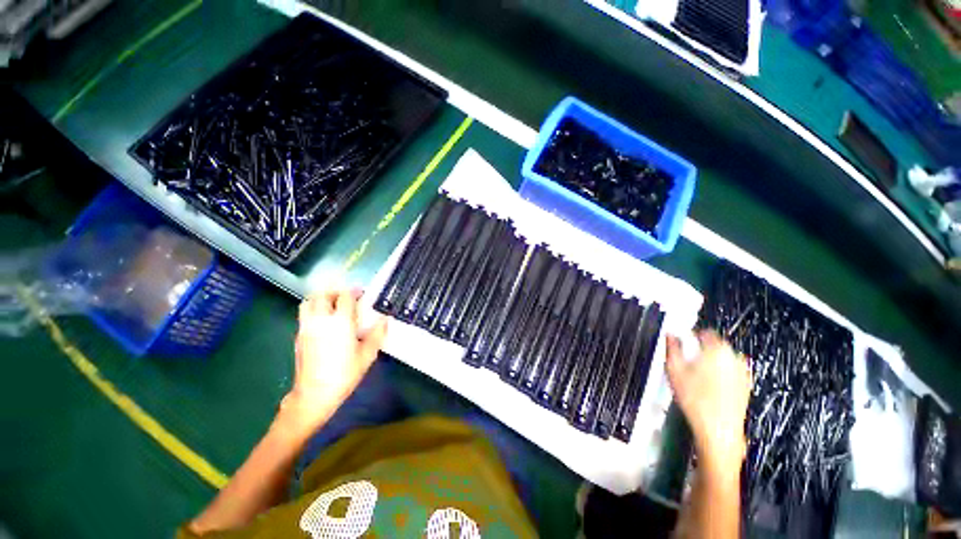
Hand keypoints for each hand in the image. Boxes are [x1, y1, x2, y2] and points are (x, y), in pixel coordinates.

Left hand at [282, 287, 387, 431]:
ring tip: (331, 306)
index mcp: (341, 322)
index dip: (354, 291)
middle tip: (346, 297)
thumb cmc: (344, 374)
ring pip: (309, 302)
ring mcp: (306, 327)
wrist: (314, 394)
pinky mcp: (298, 336)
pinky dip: (313, 310)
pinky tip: (323, 322)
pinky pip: (304, 315)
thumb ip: (377, 334)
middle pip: (323, 294)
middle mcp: (321, 320)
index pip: (345, 296)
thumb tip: (385, 319)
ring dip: (320, 299)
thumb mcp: (367, 355)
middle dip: (335, 292)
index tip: (361, 293)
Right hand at [666, 330, 750, 474]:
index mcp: (718, 349)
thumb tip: (670, 334)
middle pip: (714, 345)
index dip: (690, 336)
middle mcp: (735, 357)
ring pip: (722, 359)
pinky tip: (707, 388)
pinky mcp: (746, 386)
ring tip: (695, 377)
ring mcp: (743, 372)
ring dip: (709, 362)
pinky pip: (729, 372)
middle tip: (685, 363)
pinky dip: (719, 374)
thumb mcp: (673, 369)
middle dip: (699, 351)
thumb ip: (671, 347)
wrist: (718, 430)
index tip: (680, 344)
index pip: (704, 332)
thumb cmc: (694, 399)